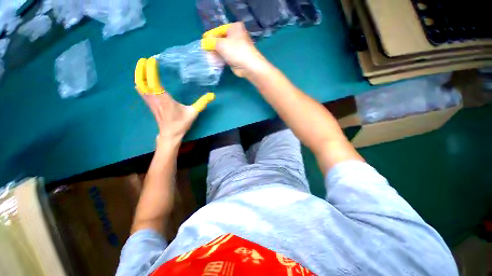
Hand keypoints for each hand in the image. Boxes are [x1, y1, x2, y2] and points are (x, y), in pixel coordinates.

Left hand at [135, 58, 213, 146]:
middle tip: (143, 60)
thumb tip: (212, 95)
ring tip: (142, 67)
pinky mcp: (150, 105)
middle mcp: (155, 99)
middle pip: (142, 81)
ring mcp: (150, 102)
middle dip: (141, 70)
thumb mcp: (193, 112)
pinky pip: (141, 92)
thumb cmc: (181, 123)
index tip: (152, 60)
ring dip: (139, 75)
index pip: (154, 81)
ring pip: (140, 86)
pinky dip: (140, 83)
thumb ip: (202, 103)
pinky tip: (143, 80)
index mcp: (165, 99)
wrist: (170, 134)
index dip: (151, 70)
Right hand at [204, 22, 268, 77]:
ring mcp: (237, 48)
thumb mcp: (221, 44)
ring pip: (224, 49)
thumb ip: (211, 42)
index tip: (204, 42)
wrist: (249, 66)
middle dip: (214, 46)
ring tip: (209, 57)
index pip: (219, 30)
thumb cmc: (235, 51)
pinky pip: (227, 57)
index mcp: (234, 28)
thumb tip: (205, 42)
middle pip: (222, 40)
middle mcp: (237, 36)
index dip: (211, 36)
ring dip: (217, 53)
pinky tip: (216, 62)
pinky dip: (221, 58)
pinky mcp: (237, 58)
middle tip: (206, 50)